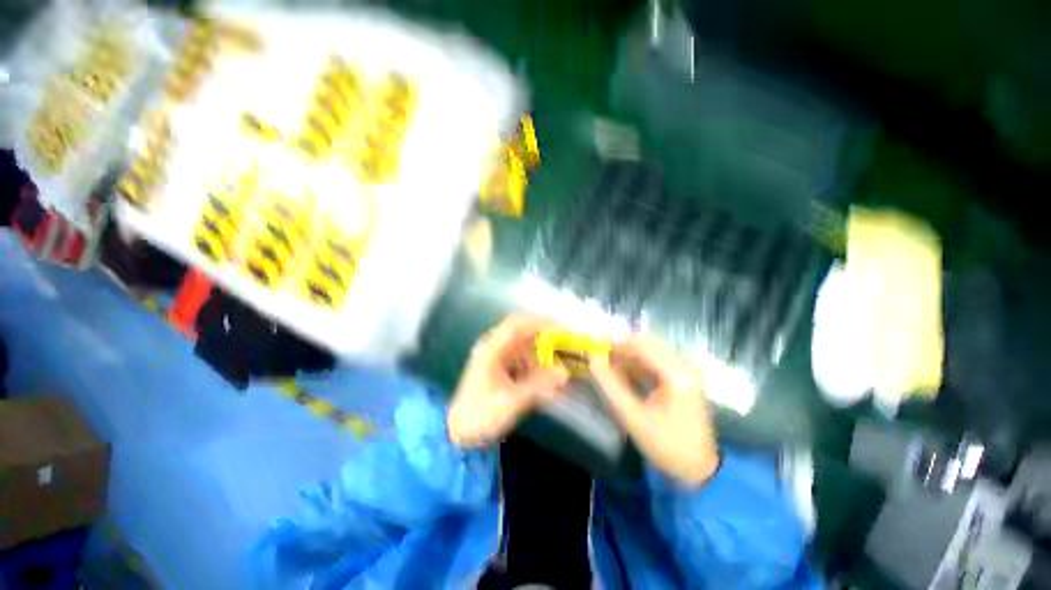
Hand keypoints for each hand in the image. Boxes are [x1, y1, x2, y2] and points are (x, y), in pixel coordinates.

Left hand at [448, 314, 568, 447]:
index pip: (516, 325)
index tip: (561, 327)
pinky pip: (526, 358)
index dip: (539, 322)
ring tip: (565, 358)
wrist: (460, 434)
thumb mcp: (510, 404)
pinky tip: (551, 374)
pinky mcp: (504, 367)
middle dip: (546, 334)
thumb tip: (565, 373)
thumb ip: (537, 387)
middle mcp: (495, 348)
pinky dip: (540, 363)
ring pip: (526, 344)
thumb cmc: (481, 417)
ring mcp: (499, 357)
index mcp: (491, 350)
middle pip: (523, 331)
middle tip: (568, 341)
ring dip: (545, 349)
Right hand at [589, 335, 718, 486]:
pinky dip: (639, 364)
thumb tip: (593, 360)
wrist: (697, 468)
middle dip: (622, 349)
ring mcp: (687, 370)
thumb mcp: (632, 417)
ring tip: (611, 369)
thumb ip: (610, 385)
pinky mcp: (684, 376)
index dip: (617, 343)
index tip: (596, 349)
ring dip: (629, 356)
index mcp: (677, 375)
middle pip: (648, 343)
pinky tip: (626, 376)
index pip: (642, 345)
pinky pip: (657, 360)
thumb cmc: (665, 445)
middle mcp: (685, 365)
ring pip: (651, 350)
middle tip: (602, 359)